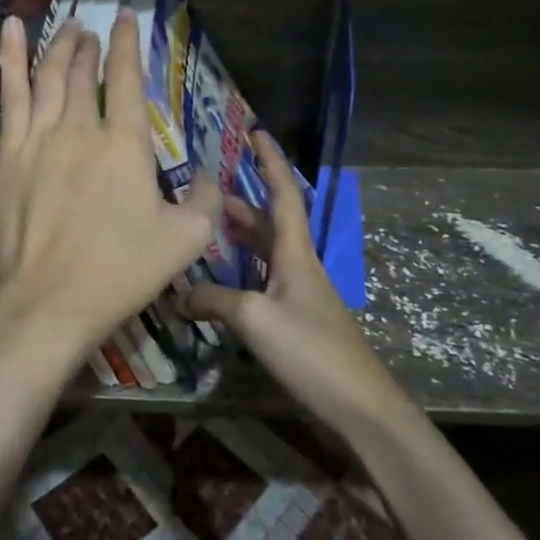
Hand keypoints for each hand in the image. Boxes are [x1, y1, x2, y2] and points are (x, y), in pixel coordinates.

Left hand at [0, 10, 220, 370]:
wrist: (51, 300)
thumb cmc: (122, 270)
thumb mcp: (185, 239)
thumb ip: (205, 200)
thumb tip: (209, 175)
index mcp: (125, 144)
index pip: (126, 78)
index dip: (127, 43)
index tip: (125, 17)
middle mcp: (81, 128)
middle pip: (83, 72)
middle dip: (89, 46)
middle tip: (91, 30)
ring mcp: (40, 139)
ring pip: (48, 76)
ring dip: (58, 47)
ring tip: (65, 28)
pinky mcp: (10, 155)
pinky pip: (10, 95)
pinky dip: (12, 59)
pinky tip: (11, 33)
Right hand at [184, 132, 415, 439]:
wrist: (359, 405)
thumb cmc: (311, 352)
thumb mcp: (256, 320)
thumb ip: (214, 301)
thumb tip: (179, 295)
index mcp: (295, 253)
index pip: (283, 194)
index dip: (271, 162)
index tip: (257, 133)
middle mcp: (299, 265)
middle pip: (270, 221)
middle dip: (242, 201)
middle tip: (206, 191)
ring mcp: (300, 293)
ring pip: (266, 251)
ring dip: (240, 236)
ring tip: (207, 228)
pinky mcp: (297, 319)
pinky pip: (264, 280)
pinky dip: (241, 271)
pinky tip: (220, 282)